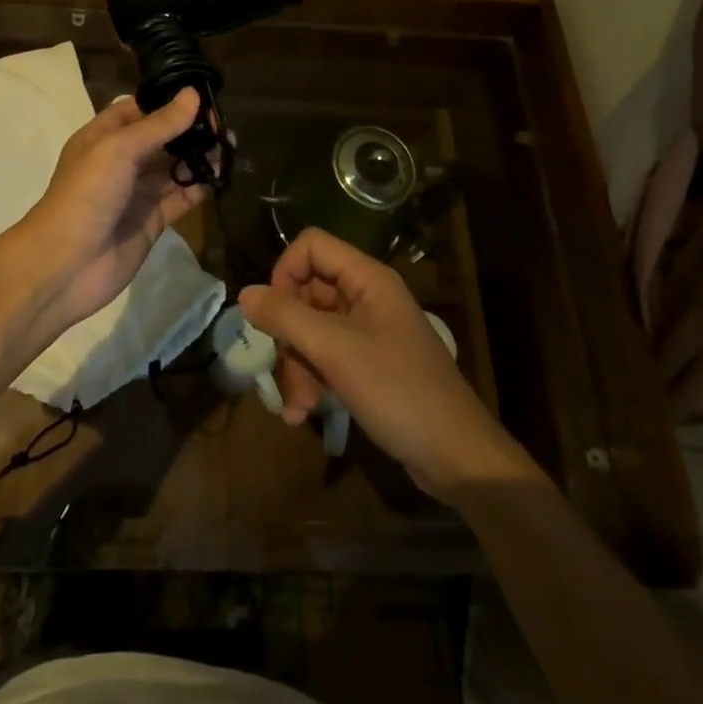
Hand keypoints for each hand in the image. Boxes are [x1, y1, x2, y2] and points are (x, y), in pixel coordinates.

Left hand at [0, 88, 210, 338]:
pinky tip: (220, 177)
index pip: (140, 109)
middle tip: (223, 126)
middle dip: (190, 130)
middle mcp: (121, 161)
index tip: (203, 97)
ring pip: (174, 167)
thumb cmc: (85, 195)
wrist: (65, 266)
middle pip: (162, 138)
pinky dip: (199, 187)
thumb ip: (159, 124)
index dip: (169, 102)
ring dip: (199, 157)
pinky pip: (180, 198)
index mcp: (103, 136)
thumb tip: (193, 94)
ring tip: (230, 148)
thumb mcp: (119, 149)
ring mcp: (137, 192)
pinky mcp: (152, 221)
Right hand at [239, 228, 533, 501]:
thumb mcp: (335, 351)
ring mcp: (370, 332)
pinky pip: (329, 356)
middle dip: (288, 332)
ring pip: (314, 329)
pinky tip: (301, 415)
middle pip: (308, 291)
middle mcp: (367, 297)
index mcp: (367, 279)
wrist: (457, 456)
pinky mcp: (370, 364)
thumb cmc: (398, 390)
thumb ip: (286, 318)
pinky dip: (312, 380)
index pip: (312, 247)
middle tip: (279, 369)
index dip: (285, 272)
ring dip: (296, 364)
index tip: (272, 312)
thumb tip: (245, 294)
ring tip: (294, 407)